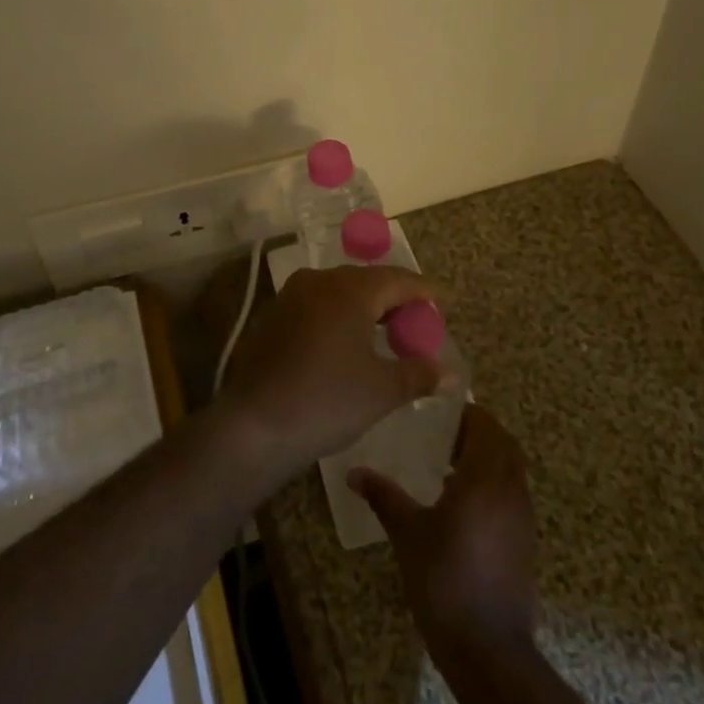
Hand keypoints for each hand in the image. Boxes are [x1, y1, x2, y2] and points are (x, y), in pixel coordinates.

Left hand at [218, 264, 445, 478]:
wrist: (254, 424)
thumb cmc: (327, 400)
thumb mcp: (382, 390)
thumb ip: (419, 374)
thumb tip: (450, 372)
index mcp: (351, 289)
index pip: (398, 279)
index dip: (423, 290)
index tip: (443, 300)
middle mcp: (320, 281)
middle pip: (368, 281)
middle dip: (395, 299)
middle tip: (418, 322)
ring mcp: (291, 296)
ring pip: (339, 292)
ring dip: (366, 308)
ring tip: (387, 334)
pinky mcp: (273, 316)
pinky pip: (318, 306)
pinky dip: (340, 317)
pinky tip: (347, 344)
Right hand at [348, 404, 538, 660]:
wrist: (488, 650)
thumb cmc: (445, 580)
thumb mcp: (407, 533)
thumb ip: (383, 496)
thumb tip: (354, 472)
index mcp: (485, 477)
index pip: (485, 425)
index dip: (465, 413)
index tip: (437, 412)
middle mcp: (511, 490)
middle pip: (503, 444)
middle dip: (477, 433)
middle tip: (442, 436)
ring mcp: (523, 518)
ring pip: (510, 470)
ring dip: (486, 459)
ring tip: (447, 468)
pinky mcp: (525, 543)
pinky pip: (512, 495)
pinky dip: (493, 486)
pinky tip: (462, 506)